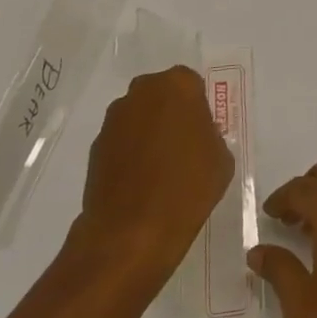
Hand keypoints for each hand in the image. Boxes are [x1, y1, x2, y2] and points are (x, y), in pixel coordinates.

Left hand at [67, 66, 231, 290]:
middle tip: (182, 145)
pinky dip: (129, 153)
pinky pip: (121, 141)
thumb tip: (196, 137)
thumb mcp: (222, 159)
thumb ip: (211, 135)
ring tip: (159, 168)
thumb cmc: (187, 188)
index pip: (191, 84)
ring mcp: (114, 119)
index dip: (197, 108)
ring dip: (148, 132)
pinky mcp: (95, 147)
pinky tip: (140, 182)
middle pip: (161, 95)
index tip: (201, 132)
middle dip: (170, 113)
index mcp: (178, 85)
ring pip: (139, 116)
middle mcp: (142, 92)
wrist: (131, 233)